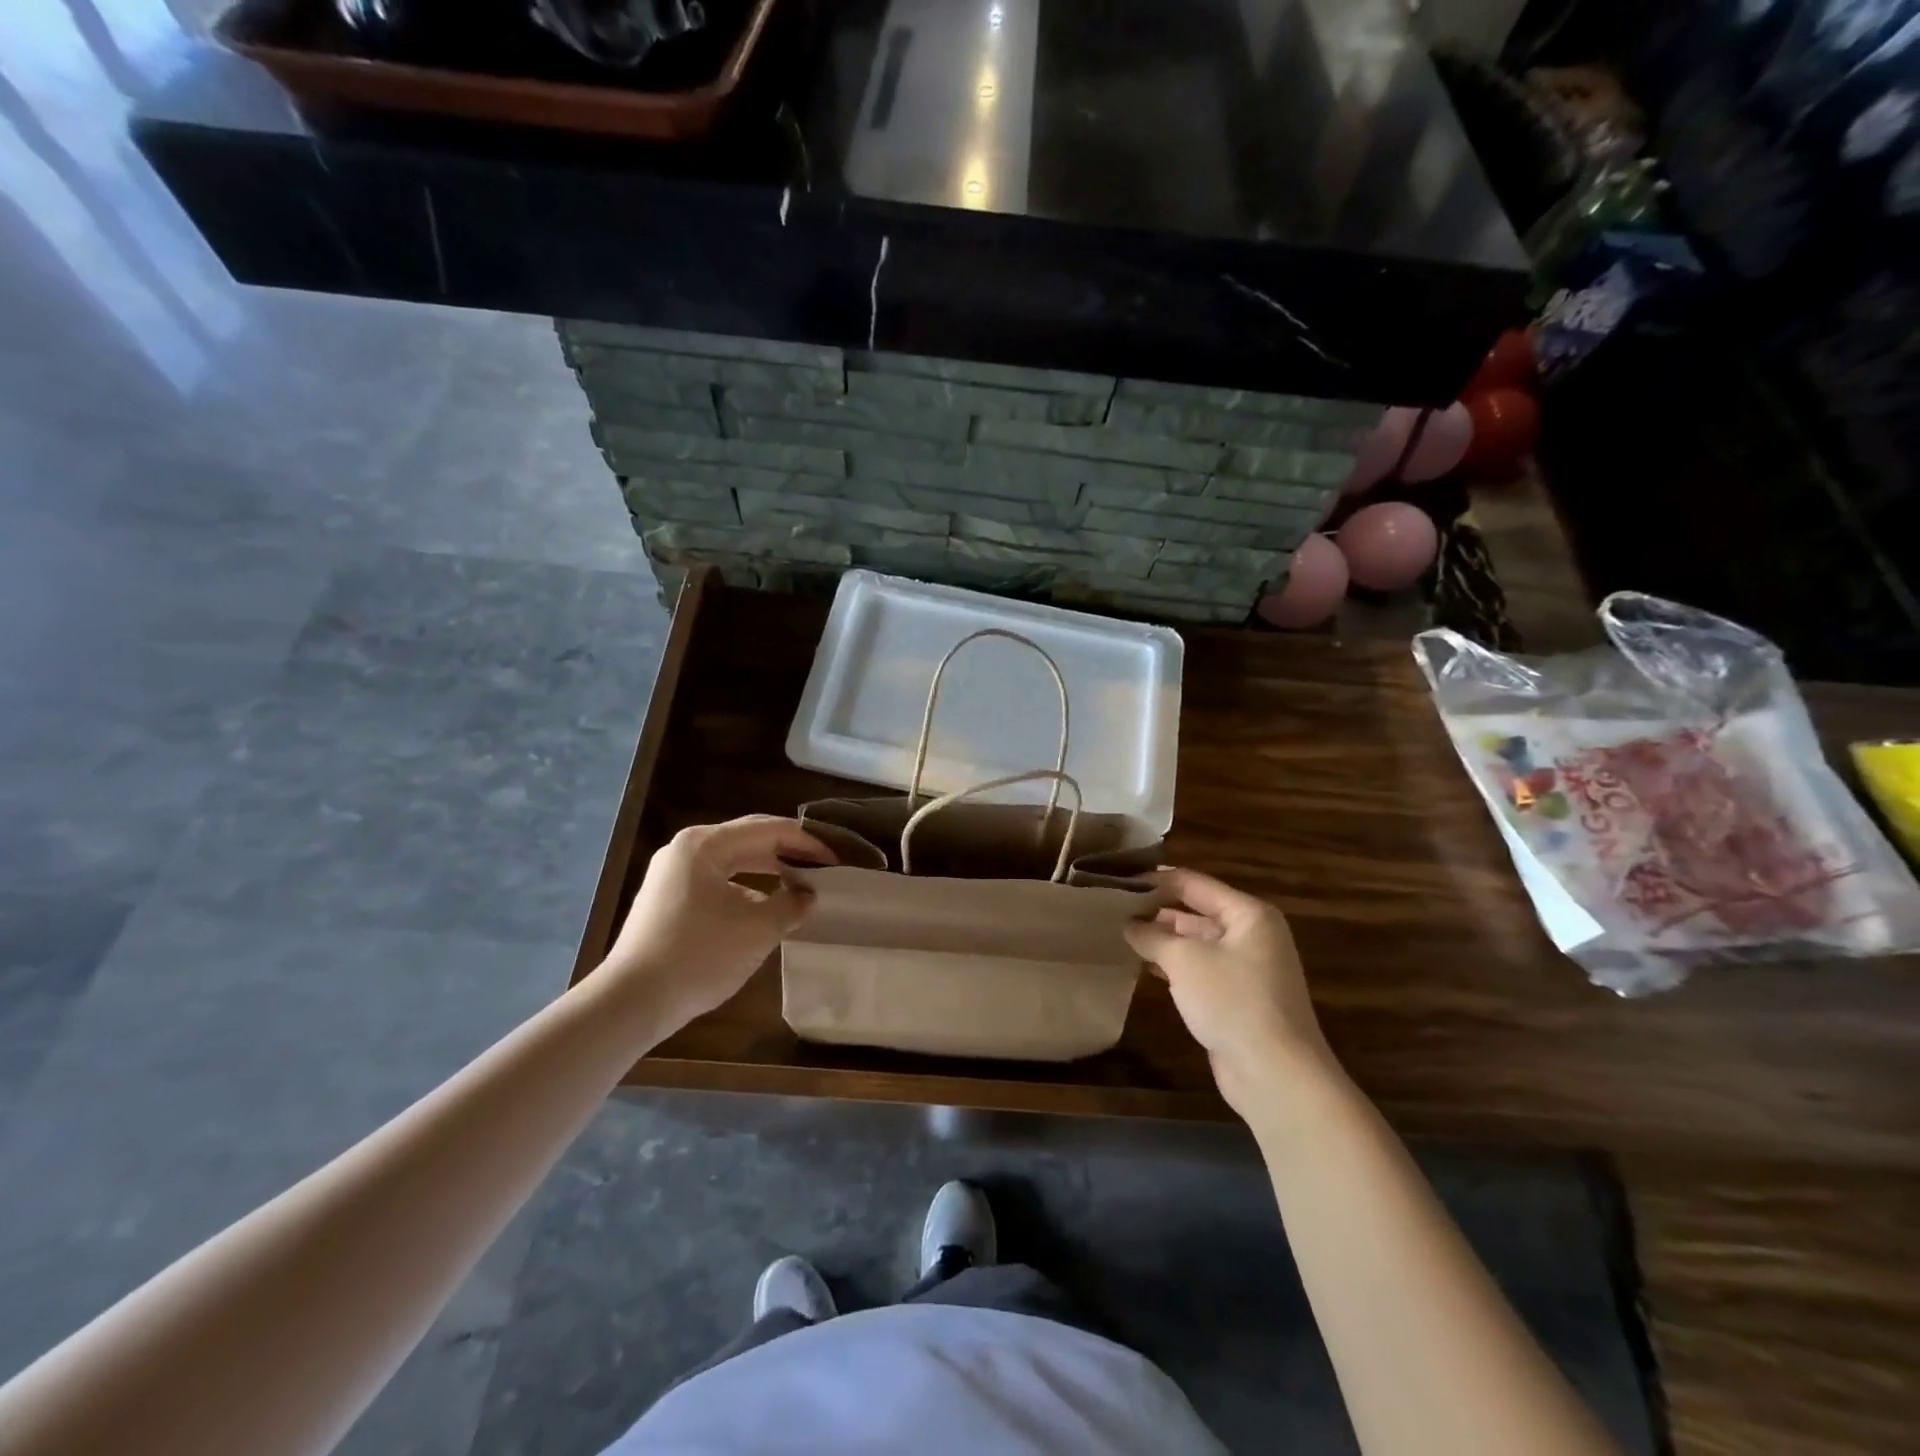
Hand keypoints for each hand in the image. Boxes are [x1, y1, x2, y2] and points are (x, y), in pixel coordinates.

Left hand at [599, 816, 834, 1031]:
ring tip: (801, 881)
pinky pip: (718, 878)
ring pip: (734, 859)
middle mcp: (686, 848)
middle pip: (750, 838)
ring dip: (769, 867)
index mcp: (705, 844)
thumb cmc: (698, 957)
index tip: (837, 859)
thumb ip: (791, 904)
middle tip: (824, 865)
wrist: (631, 1003)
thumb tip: (807, 895)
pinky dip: (747, 884)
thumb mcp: (757, 930)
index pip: (769, 830)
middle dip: (789, 850)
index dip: (808, 842)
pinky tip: (767, 903)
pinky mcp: (669, 897)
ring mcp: (673, 872)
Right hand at [1125, 868, 1337, 1111]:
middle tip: (1111, 909)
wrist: (1276, 1075)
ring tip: (1118, 933)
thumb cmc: (1232, 1001)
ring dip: (1161, 940)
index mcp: (1248, 914)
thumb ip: (1152, 935)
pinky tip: (1142, 966)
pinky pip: (1199, 970)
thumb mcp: (1185, 960)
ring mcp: (1246, 968)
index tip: (1117, 881)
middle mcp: (1251, 934)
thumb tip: (1128, 924)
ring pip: (1195, 942)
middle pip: (1195, 911)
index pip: (1192, 882)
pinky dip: (1172, 966)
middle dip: (1155, 910)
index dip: (1154, 880)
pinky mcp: (1237, 997)